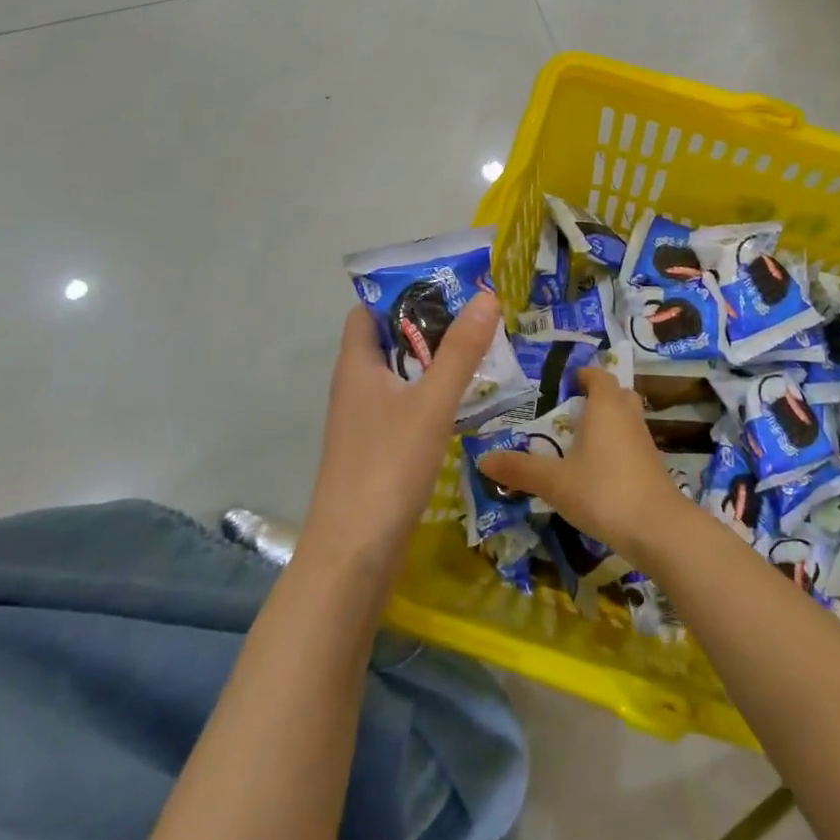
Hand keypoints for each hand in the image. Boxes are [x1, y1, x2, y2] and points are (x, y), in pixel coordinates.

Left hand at [302, 293, 500, 581]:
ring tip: (484, 349)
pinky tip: (468, 400)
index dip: (402, 293)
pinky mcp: (380, 449)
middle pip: (392, 341)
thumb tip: (486, 296)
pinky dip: (435, 395)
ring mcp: (367, 421)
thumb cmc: (386, 467)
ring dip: (437, 361)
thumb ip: (460, 351)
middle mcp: (357, 386)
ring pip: (404, 376)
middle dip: (432, 325)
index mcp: (357, 365)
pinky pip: (409, 406)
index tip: (447, 284)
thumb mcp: (430, 403)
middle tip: (479, 313)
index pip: (369, 311)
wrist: (354, 556)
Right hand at [474, 366, 682, 566]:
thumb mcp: (554, 482)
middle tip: (567, 411)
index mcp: (606, 406)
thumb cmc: (603, 491)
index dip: (582, 375)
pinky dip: (615, 448)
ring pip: (625, 419)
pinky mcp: (652, 466)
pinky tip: (596, 470)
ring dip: (606, 424)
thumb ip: (520, 469)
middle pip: (615, 394)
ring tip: (577, 441)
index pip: (598, 375)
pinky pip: (630, 443)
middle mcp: (628, 415)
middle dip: (595, 397)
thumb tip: (482, 459)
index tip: (563, 383)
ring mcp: (644, 441)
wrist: (658, 528)